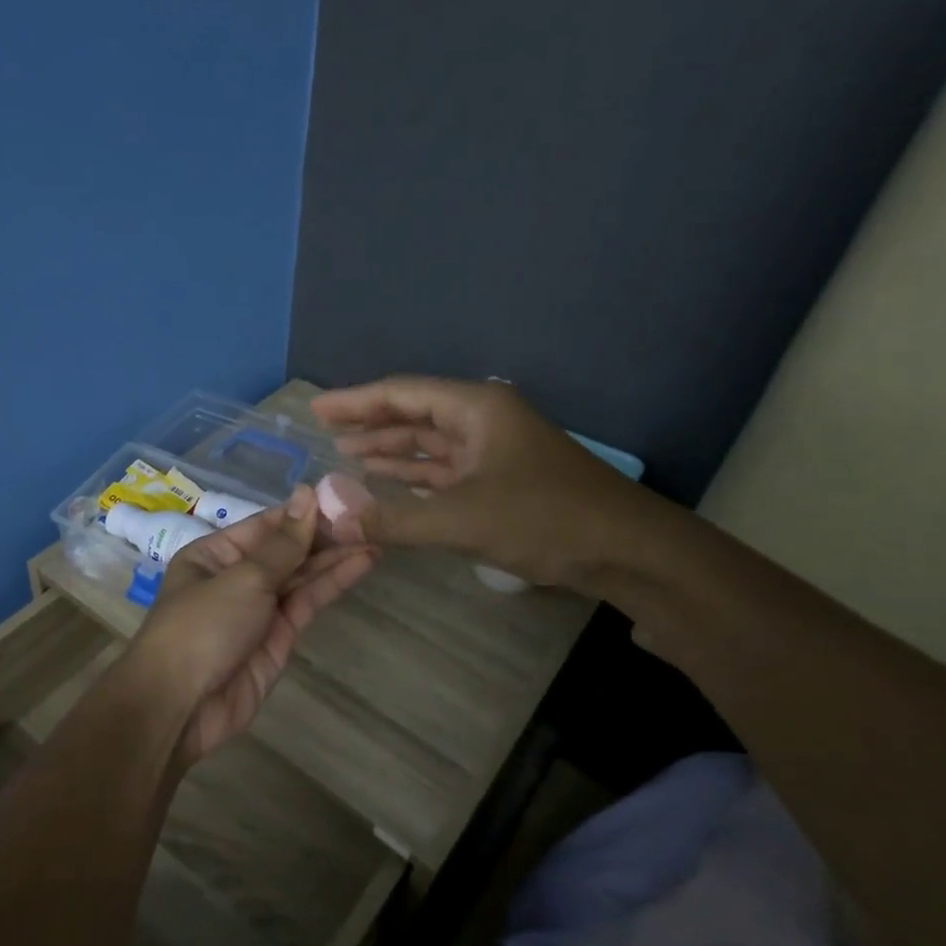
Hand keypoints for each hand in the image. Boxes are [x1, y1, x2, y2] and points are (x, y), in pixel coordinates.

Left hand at [126, 486, 377, 764]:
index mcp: (214, 553)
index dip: (303, 511)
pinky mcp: (279, 637)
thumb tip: (307, 493)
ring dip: (336, 557)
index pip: (266, 524)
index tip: (343, 496)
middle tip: (370, 516)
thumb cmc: (202, 627)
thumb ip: (284, 543)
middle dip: (324, 534)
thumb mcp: (243, 578)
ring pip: (301, 575)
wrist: (181, 707)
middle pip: (286, 549)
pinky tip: (361, 563)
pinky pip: (307, 602)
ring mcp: (259, 608)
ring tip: (376, 536)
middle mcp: (237, 576)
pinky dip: (333, 583)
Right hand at [310, 376, 658, 588]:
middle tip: (324, 430)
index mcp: (476, 408)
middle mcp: (483, 420)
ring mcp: (495, 451)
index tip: (316, 408)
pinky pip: (446, 470)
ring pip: (430, 444)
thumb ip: (394, 519)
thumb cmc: (546, 518)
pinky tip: (389, 480)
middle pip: (415, 414)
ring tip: (345, 453)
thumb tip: (333, 518)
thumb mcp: (462, 519)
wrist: (628, 550)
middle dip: (370, 422)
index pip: (402, 394)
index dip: (355, 401)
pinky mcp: (502, 482)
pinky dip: (415, 476)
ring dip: (390, 449)